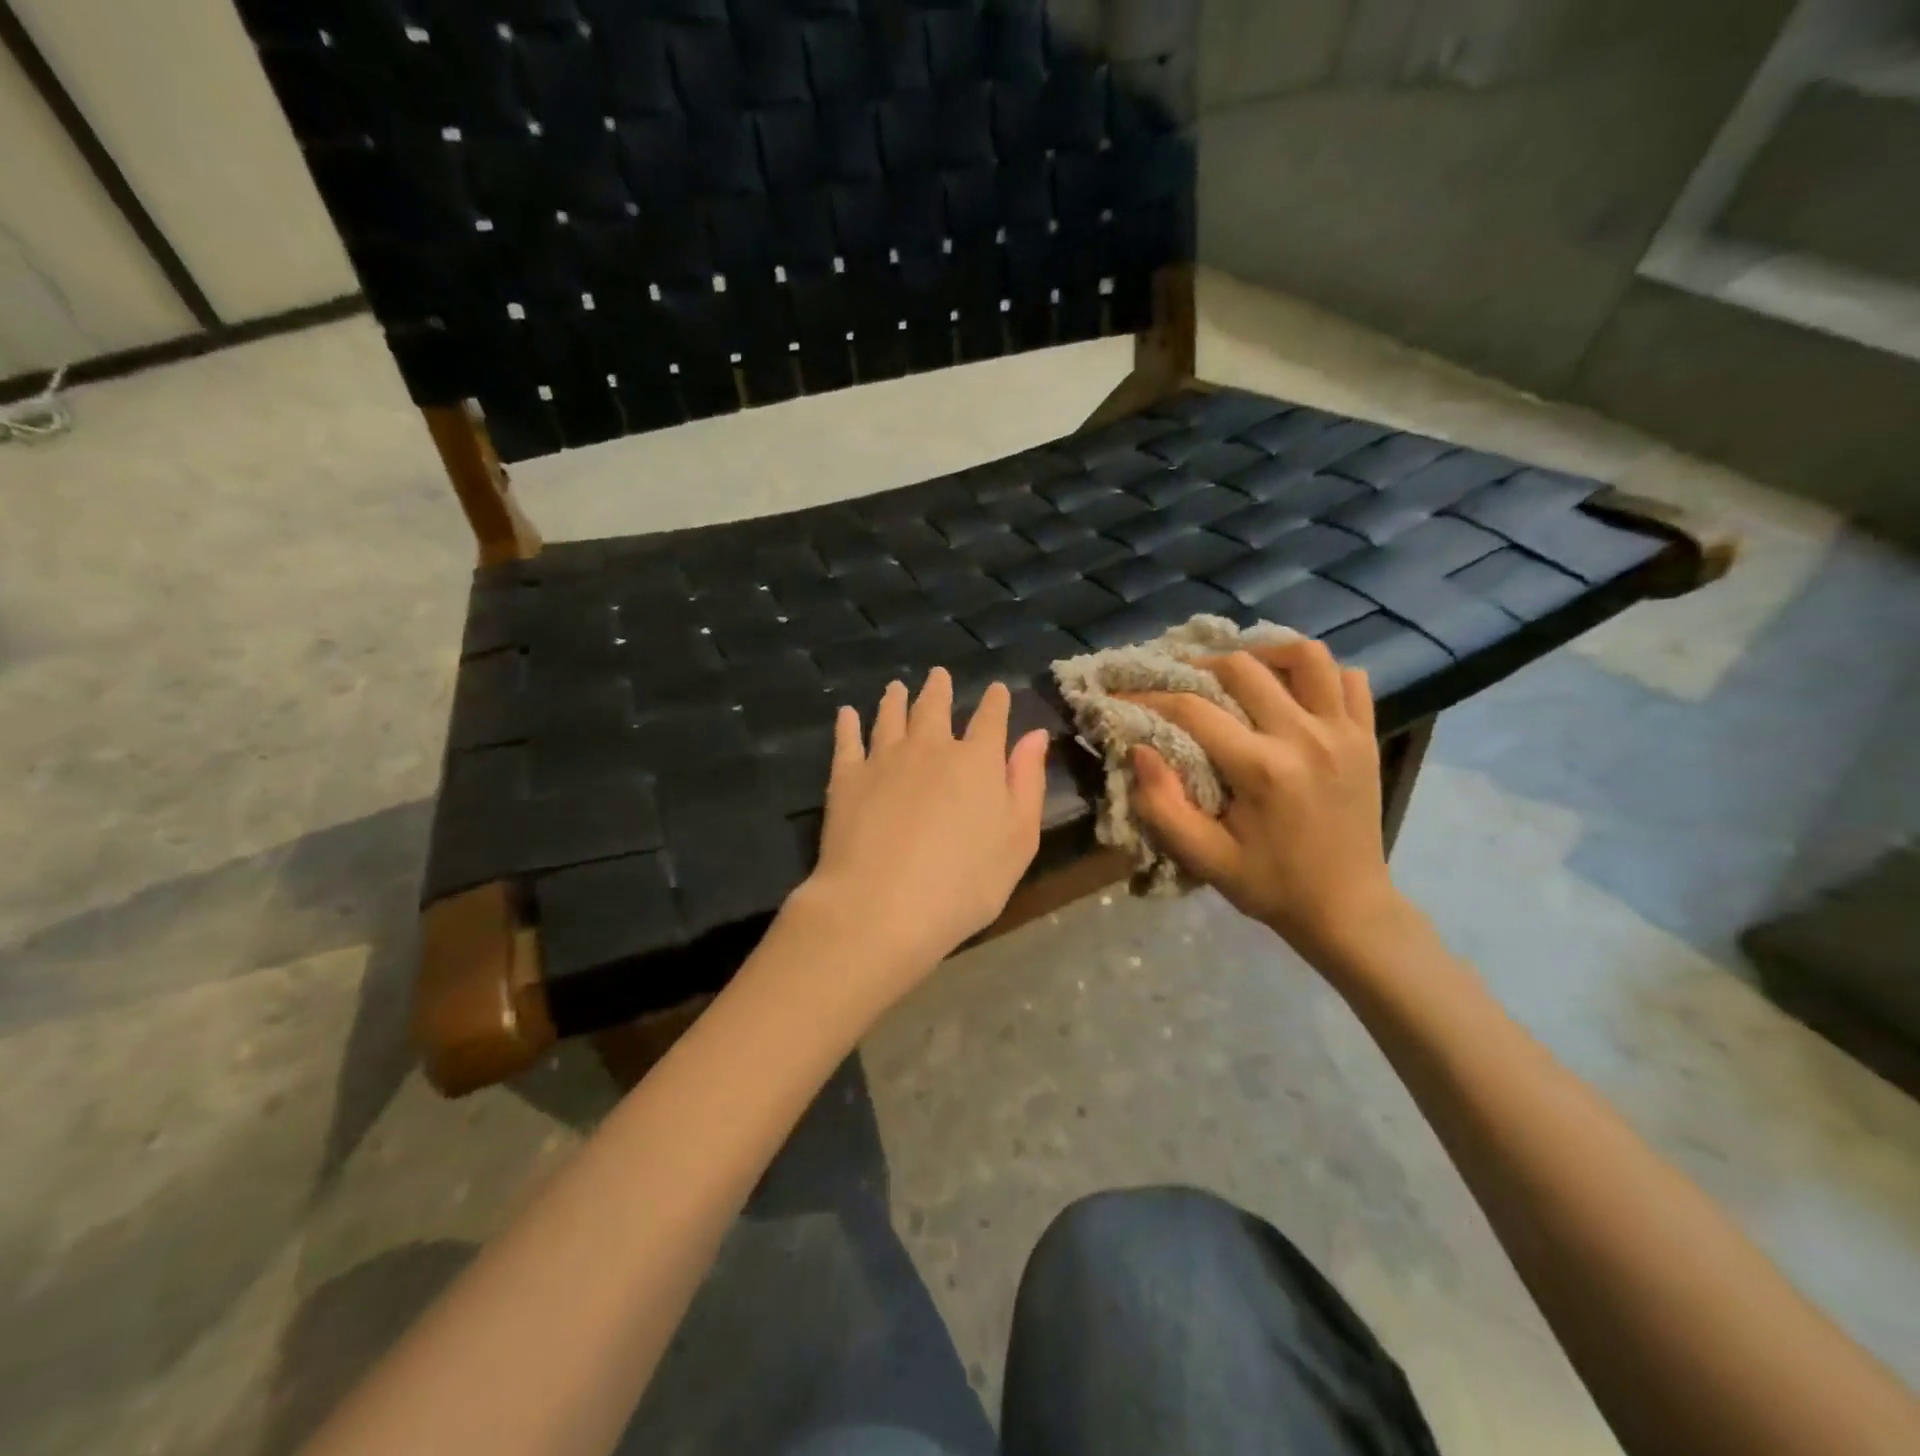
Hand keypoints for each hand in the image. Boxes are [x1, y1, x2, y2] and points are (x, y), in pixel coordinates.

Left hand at [794, 669, 1049, 992]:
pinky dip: (848, 723)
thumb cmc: (963, 884)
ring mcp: (884, 758)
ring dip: (895, 698)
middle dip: (940, 688)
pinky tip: (847, 714)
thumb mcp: (1018, 841)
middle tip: (938, 675)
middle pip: (935, 706)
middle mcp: (931, 747)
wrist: (881, 905)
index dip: (995, 702)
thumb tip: (1035, 736)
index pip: (991, 719)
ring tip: (896, 687)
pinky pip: (847, 739)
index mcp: (977, 761)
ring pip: (891, 715)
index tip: (996, 689)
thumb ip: (1027, 784)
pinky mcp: (846, 776)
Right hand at [1122, 640, 1405, 968]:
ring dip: (1265, 653)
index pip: (1192, 710)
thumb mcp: (1205, 858)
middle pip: (1243, 668)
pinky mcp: (1366, 737)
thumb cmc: (1270, 885)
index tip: (1120, 696)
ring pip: (1307, 656)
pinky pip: (1349, 680)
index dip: (1147, 698)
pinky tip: (1293, 692)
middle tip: (1178, 681)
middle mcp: (1305, 737)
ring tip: (1240, 671)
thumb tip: (1139, 750)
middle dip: (1199, 667)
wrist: (1348, 909)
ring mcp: (1343, 733)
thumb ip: (1163, 806)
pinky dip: (1319, 675)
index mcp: (1262, 769)